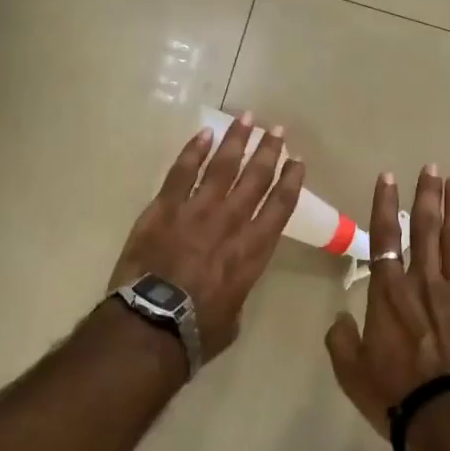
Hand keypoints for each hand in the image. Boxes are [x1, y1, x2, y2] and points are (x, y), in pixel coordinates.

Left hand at [109, 113, 304, 361]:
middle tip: (278, 130)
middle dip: (269, 151)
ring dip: (237, 141)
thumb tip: (231, 283)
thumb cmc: (197, 331)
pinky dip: (193, 151)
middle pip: (255, 179)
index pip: (279, 207)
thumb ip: (238, 289)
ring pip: (222, 166)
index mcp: (252, 251)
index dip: (291, 181)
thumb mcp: (233, 315)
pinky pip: (181, 172)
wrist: (151, 326)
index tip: (298, 162)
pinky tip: (204, 133)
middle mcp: (231, 223)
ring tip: (248, 118)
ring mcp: (196, 211)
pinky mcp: (164, 208)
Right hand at [324, 164, 449, 437]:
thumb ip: (341, 341)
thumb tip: (339, 319)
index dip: (385, 205)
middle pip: (426, 230)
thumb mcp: (351, 372)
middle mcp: (425, 283)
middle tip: (431, 167)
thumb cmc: (395, 396)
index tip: (389, 176)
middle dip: (428, 196)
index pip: (385, 237)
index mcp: (390, 292)